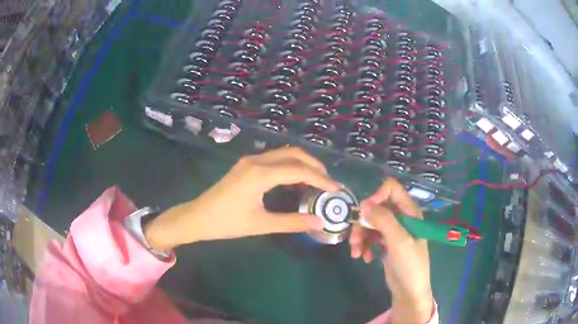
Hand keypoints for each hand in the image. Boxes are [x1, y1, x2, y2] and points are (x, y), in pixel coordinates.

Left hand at [144, 147, 339, 250]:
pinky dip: (290, 165)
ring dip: (302, 163)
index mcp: (260, 174)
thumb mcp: (261, 224)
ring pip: (284, 154)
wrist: (198, 217)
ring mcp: (250, 160)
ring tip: (316, 180)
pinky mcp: (246, 165)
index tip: (336, 189)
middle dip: (314, 165)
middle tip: (328, 182)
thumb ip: (292, 222)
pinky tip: (295, 179)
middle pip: (293, 154)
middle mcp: (257, 160)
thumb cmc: (227, 223)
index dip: (320, 179)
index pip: (299, 170)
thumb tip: (319, 221)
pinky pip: (274, 159)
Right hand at [349, 178, 433, 323]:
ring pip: (370, 223)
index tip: (365, 212)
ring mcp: (393, 231)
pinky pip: (370, 237)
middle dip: (363, 223)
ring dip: (360, 237)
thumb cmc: (409, 265)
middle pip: (376, 208)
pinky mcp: (385, 243)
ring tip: (356, 253)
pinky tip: (364, 258)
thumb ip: (383, 220)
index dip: (377, 196)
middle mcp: (401, 218)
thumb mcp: (399, 241)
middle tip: (355, 239)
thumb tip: (364, 203)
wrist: (409, 291)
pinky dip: (364, 246)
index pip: (391, 189)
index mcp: (409, 212)